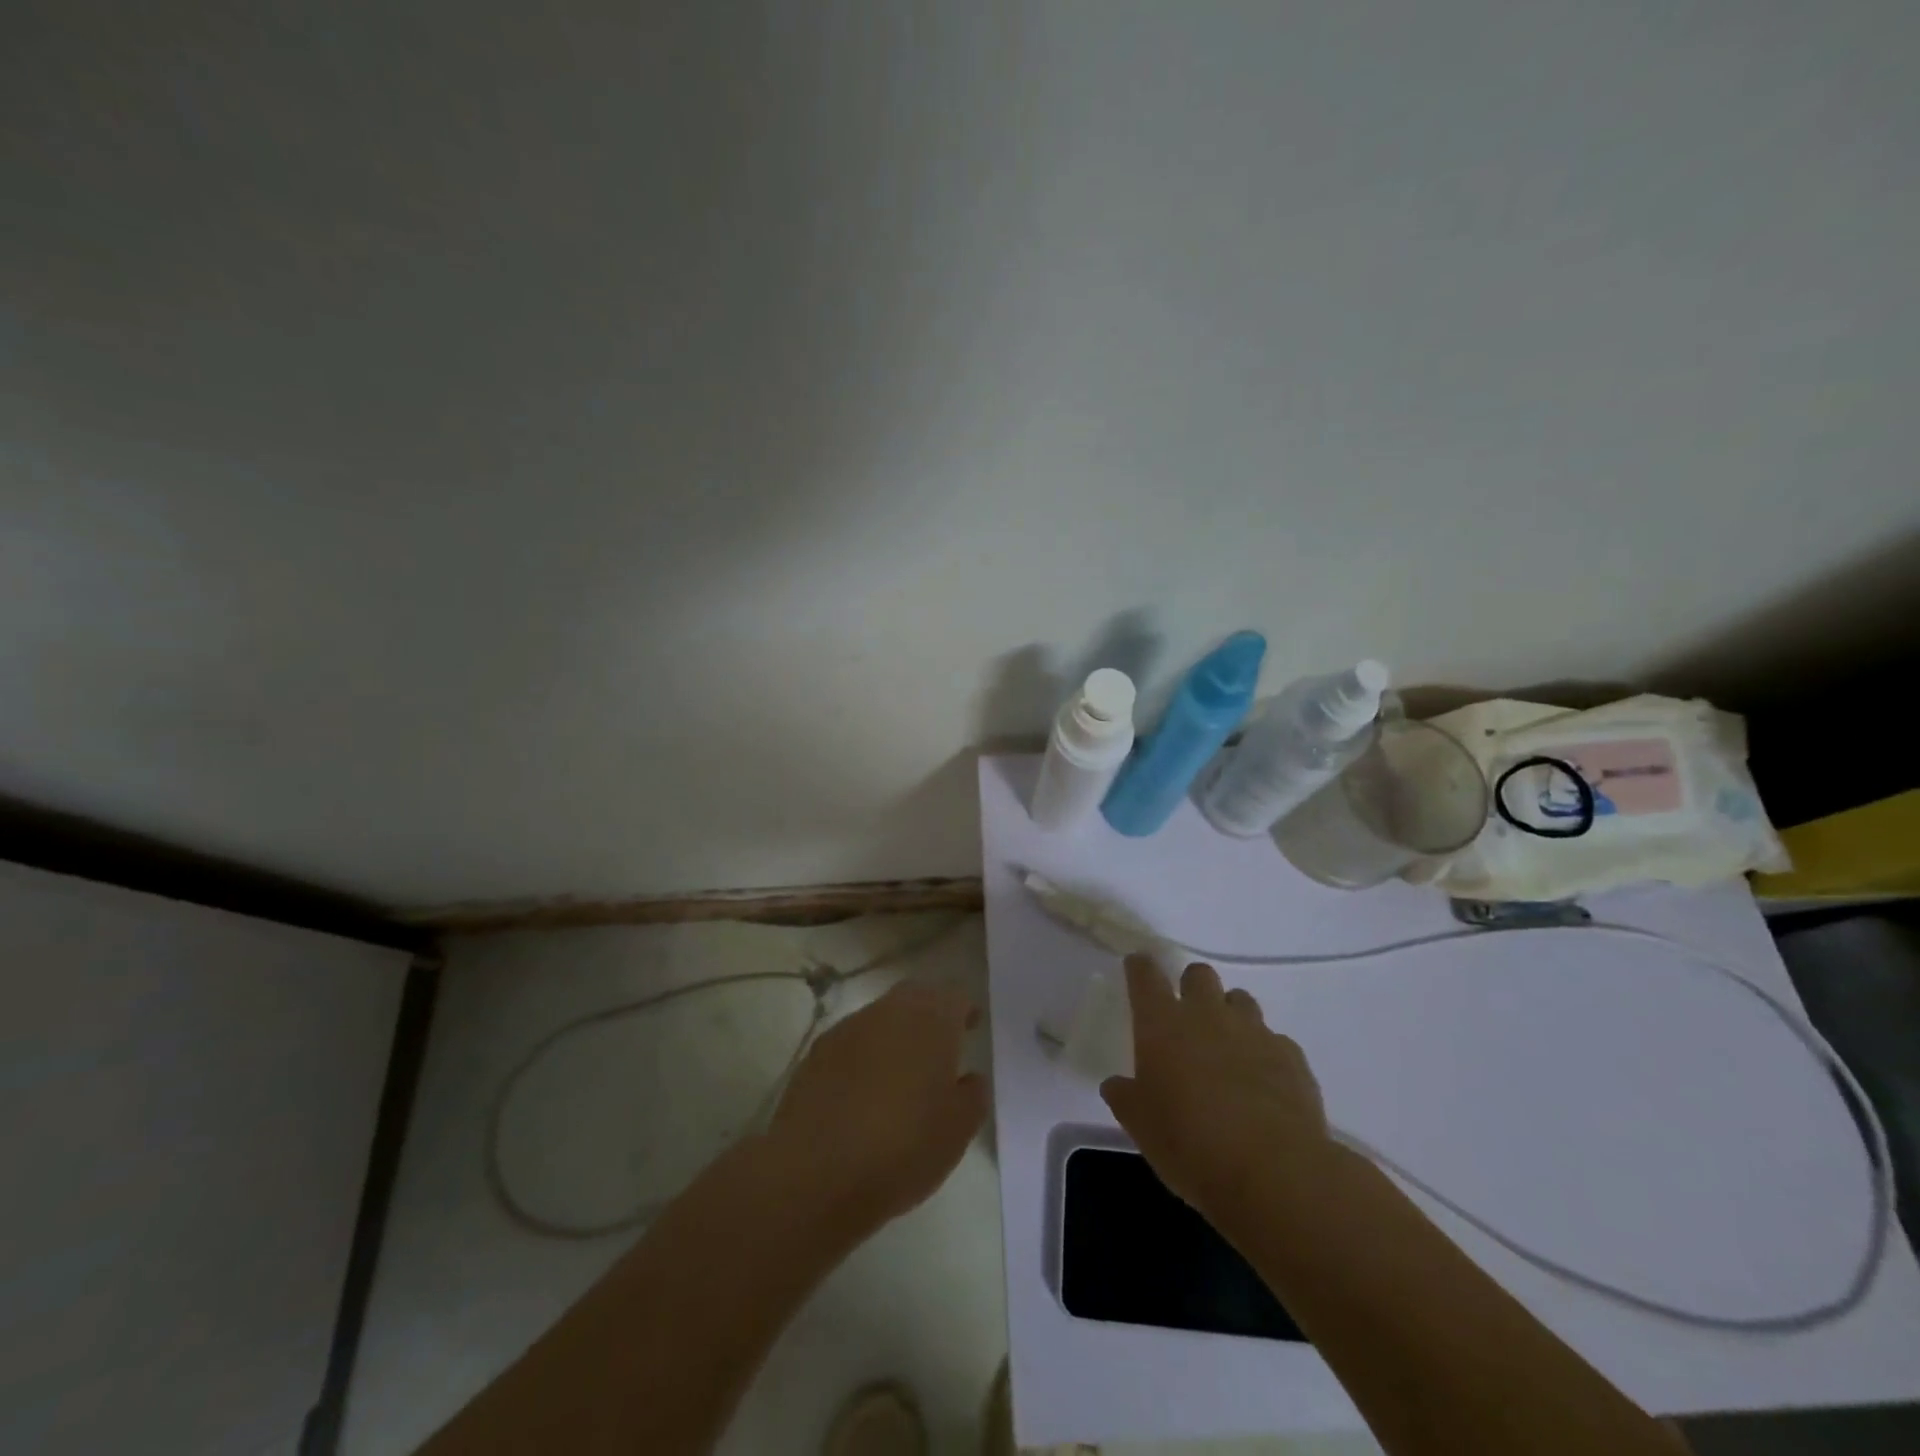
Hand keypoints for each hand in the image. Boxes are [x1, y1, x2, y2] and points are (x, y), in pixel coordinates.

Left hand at [768, 979, 987, 1232]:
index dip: (965, 1010)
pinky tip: (865, 1089)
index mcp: (931, 1019)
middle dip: (930, 1013)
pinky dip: (864, 1054)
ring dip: (895, 1034)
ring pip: (881, 1017)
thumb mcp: (958, 1131)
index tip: (972, 1027)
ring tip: (903, 1071)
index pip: (955, 995)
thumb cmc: (903, 1147)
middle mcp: (890, 1011)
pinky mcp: (817, 1052)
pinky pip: (852, 1041)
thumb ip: (973, 1095)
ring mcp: (849, 1028)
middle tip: (941, 1044)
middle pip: (916, 996)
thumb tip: (969, 1077)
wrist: (816, 1172)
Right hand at [1101, 956, 1333, 1225]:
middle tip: (1186, 1016)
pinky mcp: (1291, 1056)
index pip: (1145, 975)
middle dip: (1191, 986)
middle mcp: (1207, 1014)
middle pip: (1198, 974)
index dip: (1140, 967)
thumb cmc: (1190, 1143)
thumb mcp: (1140, 1125)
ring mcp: (1253, 1031)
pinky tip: (1263, 1081)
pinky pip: (1274, 1039)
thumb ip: (1125, 1096)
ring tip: (1227, 1048)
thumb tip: (1116, 1084)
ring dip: (1230, 1014)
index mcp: (1162, 1024)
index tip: (1137, 967)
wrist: (1273, 1172)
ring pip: (1240, 1000)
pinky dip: (1264, 1052)